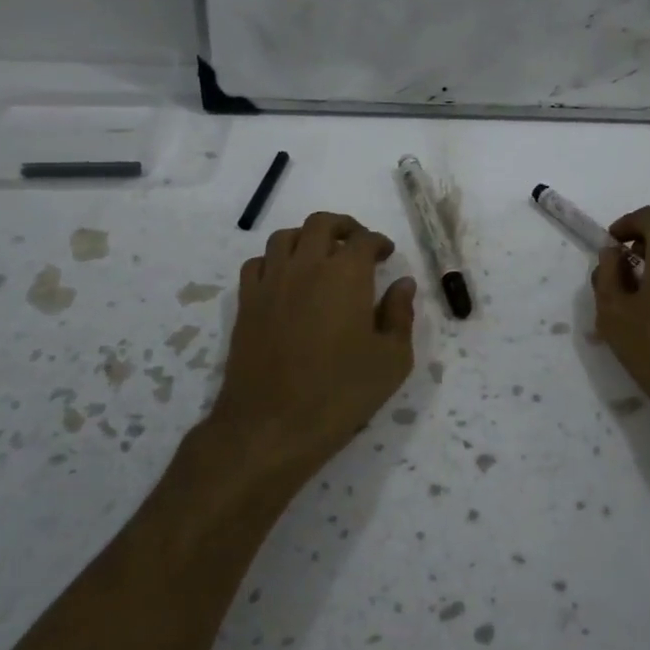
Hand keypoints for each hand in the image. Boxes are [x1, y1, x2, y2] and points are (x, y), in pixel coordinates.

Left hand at [210, 211, 417, 489]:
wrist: (272, 426)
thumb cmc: (341, 394)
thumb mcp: (392, 360)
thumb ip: (400, 315)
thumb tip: (403, 284)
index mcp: (346, 275)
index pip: (364, 240)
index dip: (379, 242)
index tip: (386, 254)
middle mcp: (306, 266)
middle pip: (321, 224)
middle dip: (344, 227)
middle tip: (357, 244)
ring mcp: (271, 282)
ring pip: (285, 236)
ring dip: (307, 237)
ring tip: (320, 255)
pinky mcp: (247, 303)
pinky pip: (257, 263)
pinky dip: (274, 260)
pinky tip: (285, 279)